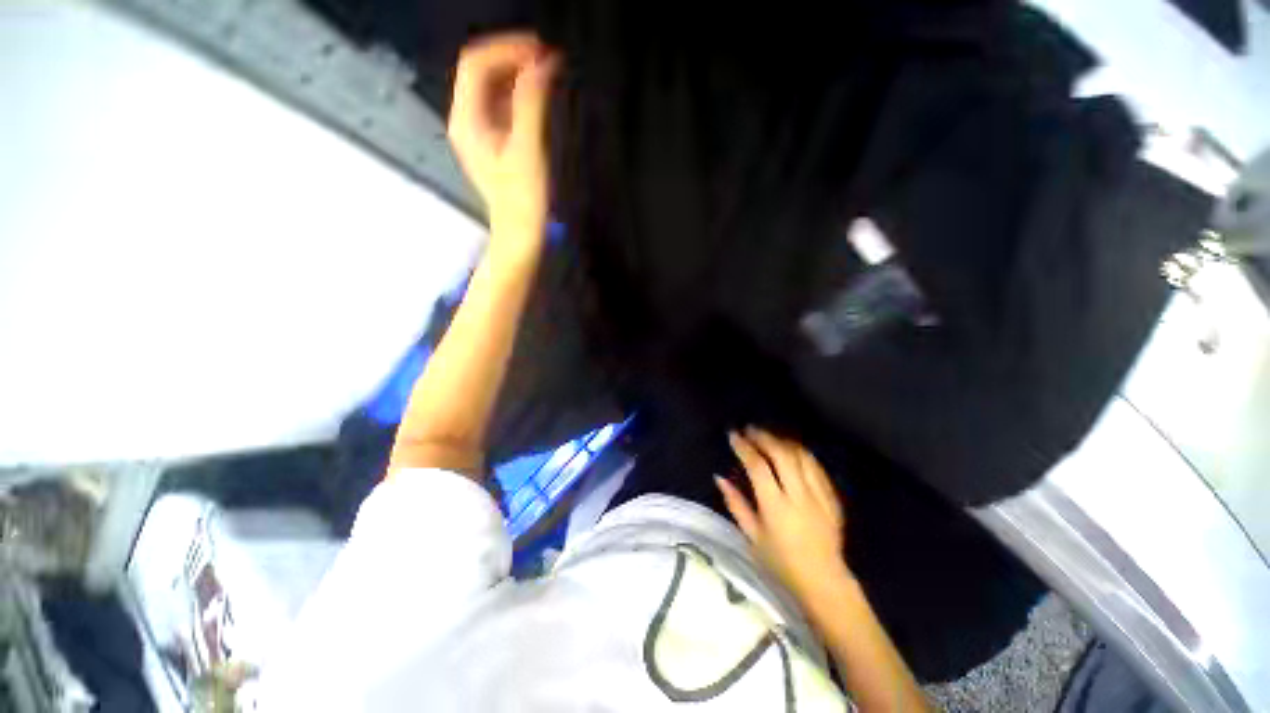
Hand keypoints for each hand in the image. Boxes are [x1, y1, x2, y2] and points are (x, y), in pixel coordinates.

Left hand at [449, 33, 559, 247]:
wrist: (520, 234)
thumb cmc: (523, 199)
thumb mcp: (528, 150)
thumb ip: (532, 103)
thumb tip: (543, 64)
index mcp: (467, 120)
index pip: (476, 64)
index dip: (507, 49)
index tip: (540, 50)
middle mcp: (465, 120)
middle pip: (482, 72)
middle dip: (512, 60)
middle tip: (547, 61)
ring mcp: (478, 133)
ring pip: (492, 88)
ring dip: (517, 76)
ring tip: (547, 75)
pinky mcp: (492, 144)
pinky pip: (501, 107)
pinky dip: (519, 97)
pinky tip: (538, 98)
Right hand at [716, 427, 849, 602]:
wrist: (824, 581)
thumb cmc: (781, 562)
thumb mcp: (752, 536)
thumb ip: (735, 504)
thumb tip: (719, 477)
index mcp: (775, 507)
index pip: (758, 466)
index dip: (744, 447)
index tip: (733, 435)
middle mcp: (798, 496)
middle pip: (781, 454)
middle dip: (763, 437)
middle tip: (750, 430)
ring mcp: (818, 495)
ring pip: (801, 456)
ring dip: (782, 441)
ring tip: (768, 436)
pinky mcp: (832, 497)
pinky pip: (816, 466)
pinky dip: (801, 453)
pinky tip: (791, 449)